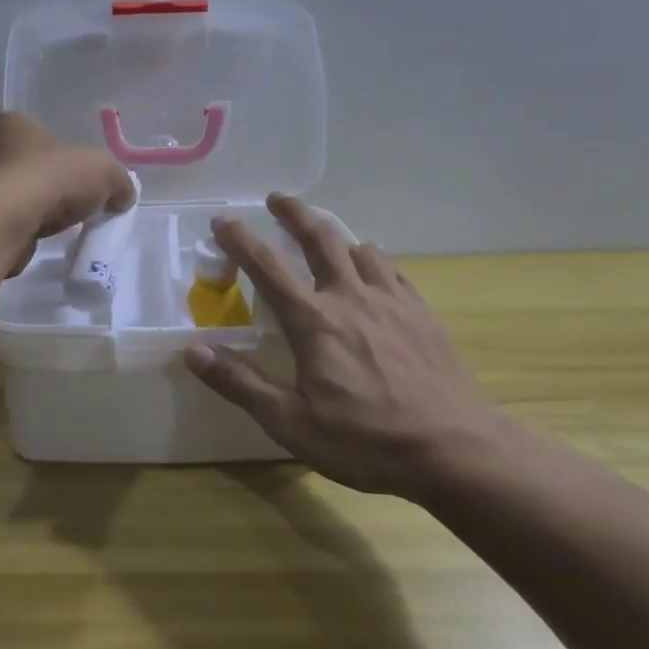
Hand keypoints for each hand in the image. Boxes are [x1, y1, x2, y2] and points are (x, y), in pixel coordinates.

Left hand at [0, 112, 133, 274]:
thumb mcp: (103, 170)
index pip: (39, 134)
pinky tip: (33, 240)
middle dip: (47, 184)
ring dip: (31, 209)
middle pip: (25, 165)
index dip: (63, 156)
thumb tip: (122, 196)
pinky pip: (2, 222)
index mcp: (9, 123)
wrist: (3, 223)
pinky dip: (18, 230)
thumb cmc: (49, 179)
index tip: (80, 179)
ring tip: (54, 226)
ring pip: (11, 195)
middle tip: (71, 204)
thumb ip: (118, 180)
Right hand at [184, 194, 505, 496]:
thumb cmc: (365, 441)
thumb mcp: (291, 423)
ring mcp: (391, 301)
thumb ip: (241, 383)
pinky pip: (391, 269)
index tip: (222, 220)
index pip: (267, 267)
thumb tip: (194, 351)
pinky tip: (373, 264)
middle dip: (294, 213)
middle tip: (277, 199)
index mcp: (314, 321)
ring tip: (323, 233)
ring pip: (359, 248)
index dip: (241, 240)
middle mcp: (350, 297)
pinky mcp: (421, 313)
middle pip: (319, 239)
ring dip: (334, 233)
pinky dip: (372, 257)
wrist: (455, 449)